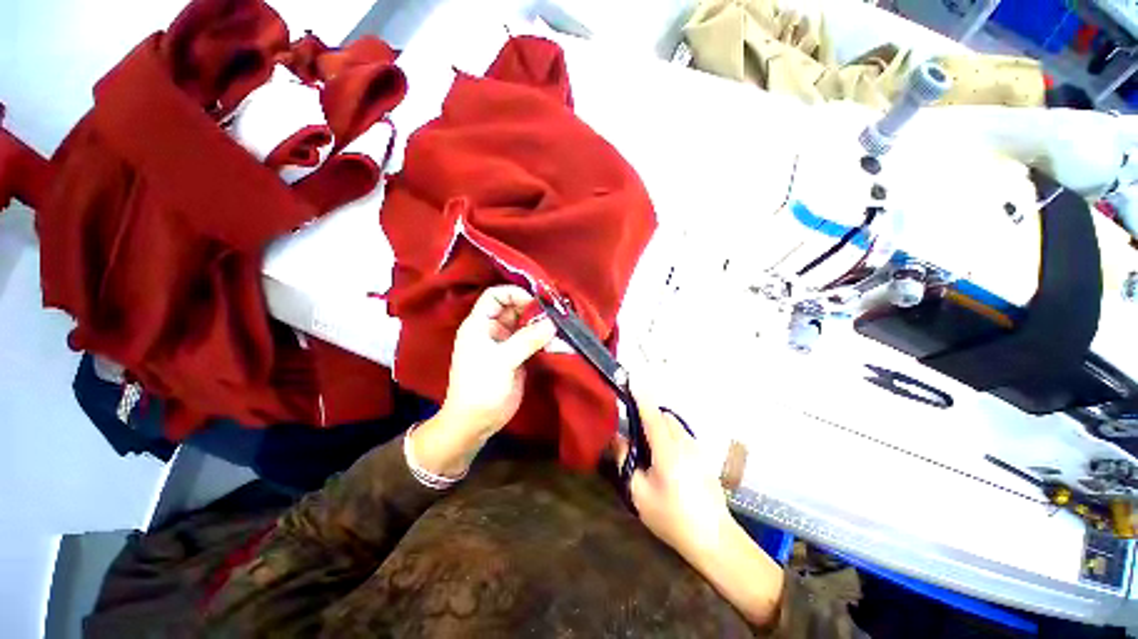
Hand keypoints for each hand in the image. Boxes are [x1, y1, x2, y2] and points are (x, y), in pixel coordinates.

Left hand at [410, 286, 555, 476]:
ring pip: (527, 325)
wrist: (476, 422)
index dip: (515, 293)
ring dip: (543, 326)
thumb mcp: (502, 361)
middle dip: (535, 310)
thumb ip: (527, 339)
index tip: (537, 301)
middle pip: (515, 308)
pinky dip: (545, 341)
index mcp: (479, 324)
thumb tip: (552, 322)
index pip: (495, 295)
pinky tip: (559, 344)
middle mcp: (493, 329)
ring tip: (560, 332)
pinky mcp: (518, 356)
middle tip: (556, 316)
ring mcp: (507, 343)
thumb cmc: (480, 387)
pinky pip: (533, 341)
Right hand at [619, 388, 733, 562]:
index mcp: (667, 450)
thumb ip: (626, 461)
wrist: (714, 539)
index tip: (631, 379)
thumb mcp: (639, 493)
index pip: (651, 414)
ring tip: (649, 449)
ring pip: (674, 424)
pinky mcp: (703, 456)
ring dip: (659, 425)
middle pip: (663, 416)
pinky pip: (682, 435)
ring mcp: (696, 449)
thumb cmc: (672, 518)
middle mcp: (684, 443)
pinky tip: (666, 460)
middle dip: (648, 415)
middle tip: (634, 433)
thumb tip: (619, 439)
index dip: (640, 396)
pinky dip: (669, 435)